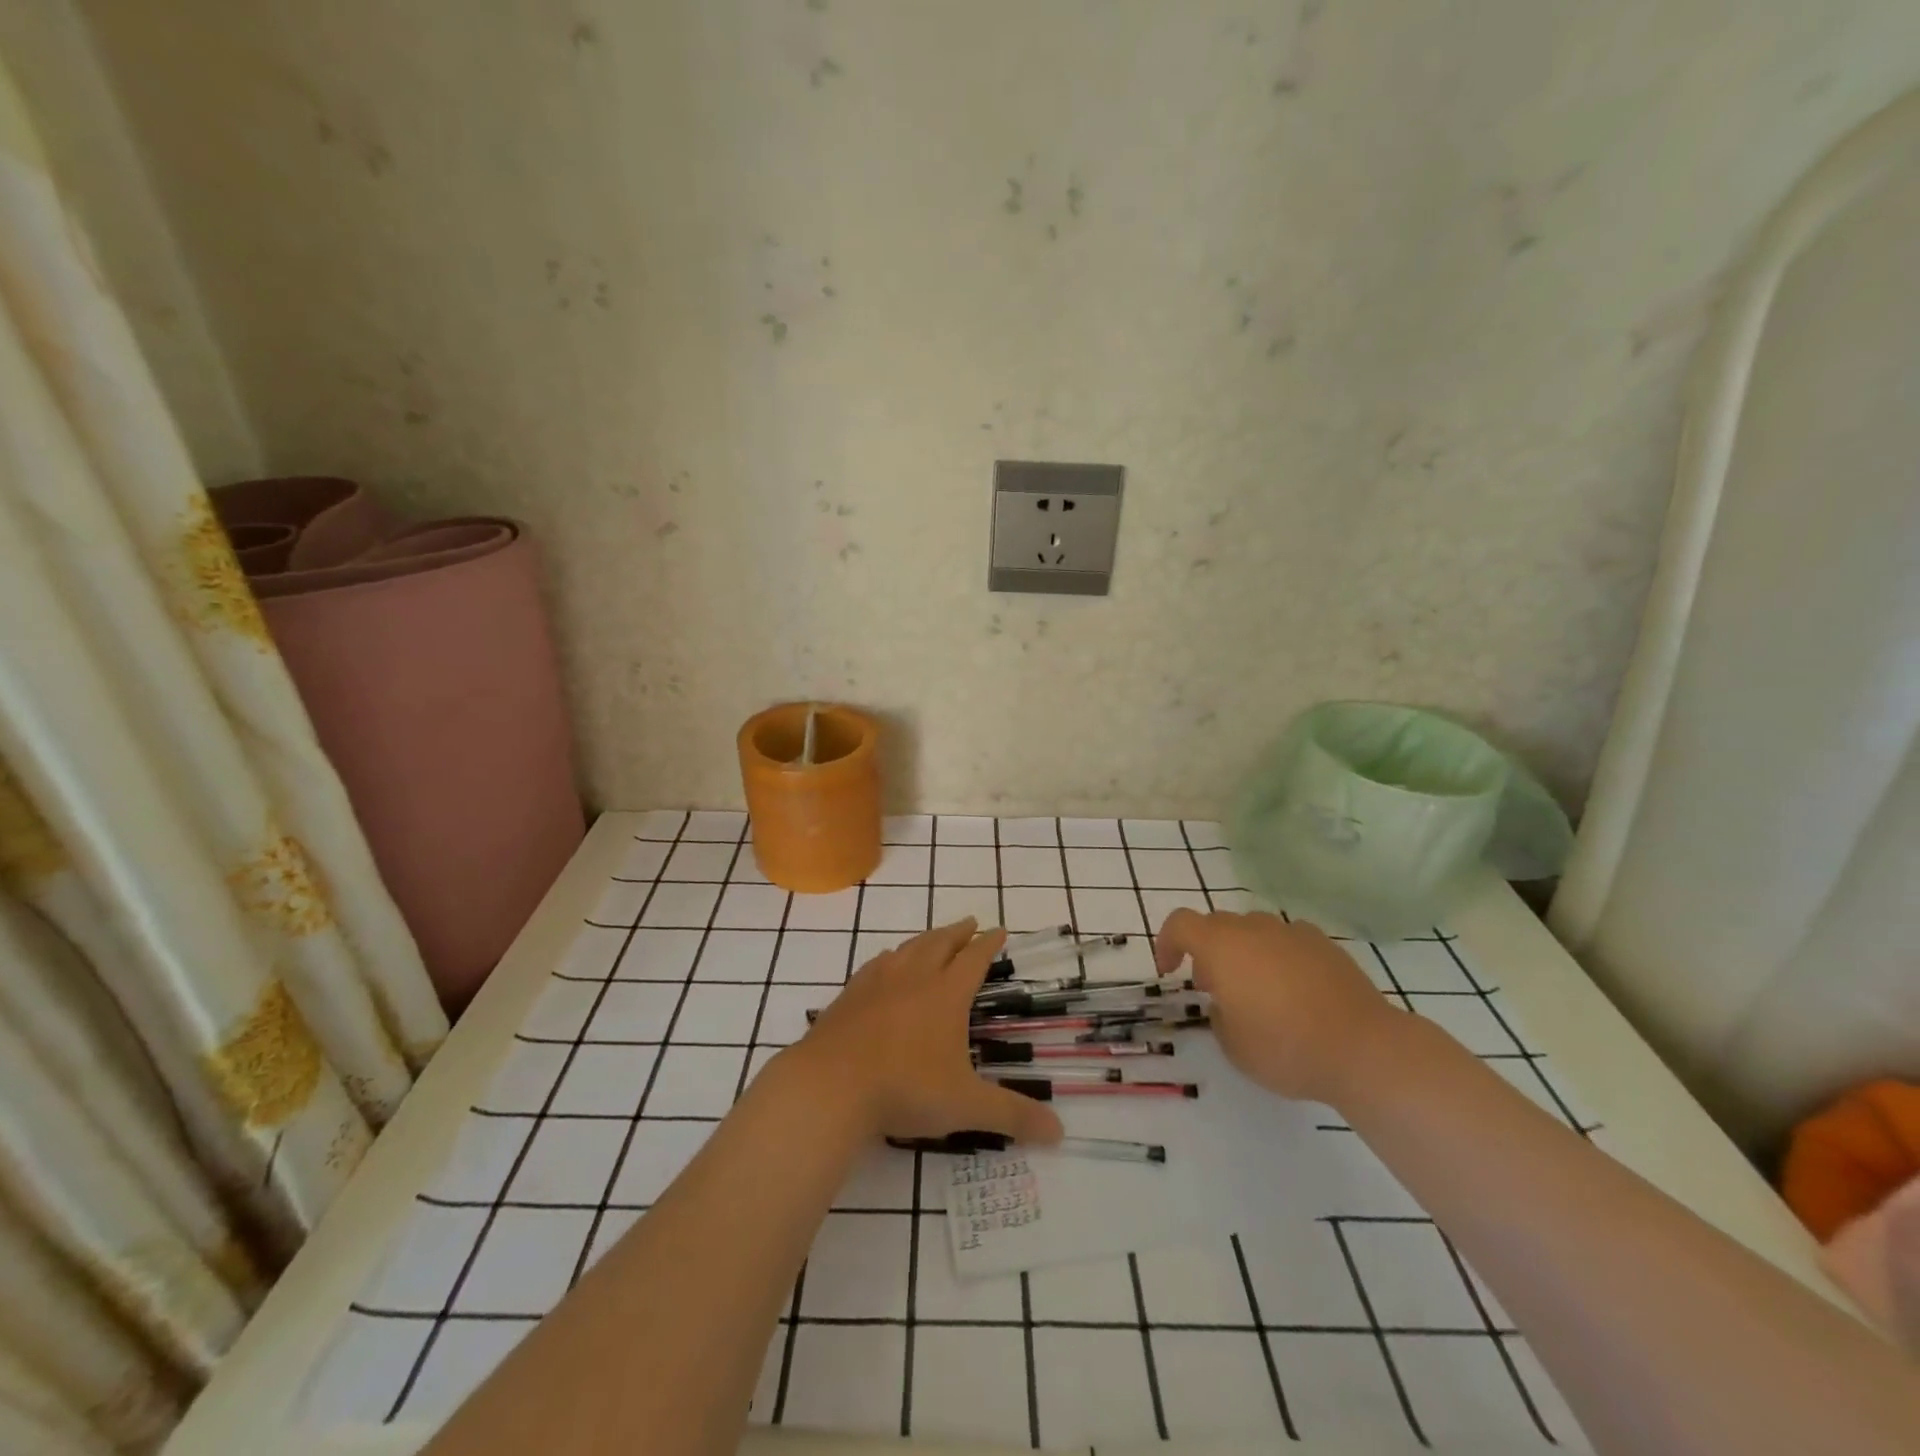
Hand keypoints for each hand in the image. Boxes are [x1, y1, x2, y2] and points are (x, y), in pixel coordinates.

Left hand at [784, 919, 1064, 1145]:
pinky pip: (875, 965)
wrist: (831, 1085)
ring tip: (932, 937)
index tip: (999, 930)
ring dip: (925, 939)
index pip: (974, 959)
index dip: (989, 944)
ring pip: (907, 949)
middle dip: (958, 932)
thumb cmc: (905, 1089)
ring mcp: (877, 983)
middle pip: (940, 944)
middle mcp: (914, 978)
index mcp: (946, 995)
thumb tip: (1060, 1134)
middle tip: (970, 922)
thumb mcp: (966, 1106)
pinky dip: (889, 958)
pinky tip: (885, 963)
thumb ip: (1012, 1116)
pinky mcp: (849, 996)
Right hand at [1154, 909, 1397, 1104]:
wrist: (1363, 1048)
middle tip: (1213, 987)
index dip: (1167, 943)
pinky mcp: (1326, 945)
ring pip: (1255, 930)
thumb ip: (1219, 1015)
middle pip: (1218, 924)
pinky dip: (1280, 957)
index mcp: (1221, 946)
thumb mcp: (1232, 1045)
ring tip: (1257, 990)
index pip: (1180, 924)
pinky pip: (1289, 941)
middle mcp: (1254, 929)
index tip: (1170, 972)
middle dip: (1207, 950)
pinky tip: (1294, 990)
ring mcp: (1293, 933)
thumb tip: (1228, 1002)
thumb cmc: (1284, 1047)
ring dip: (1244, 952)